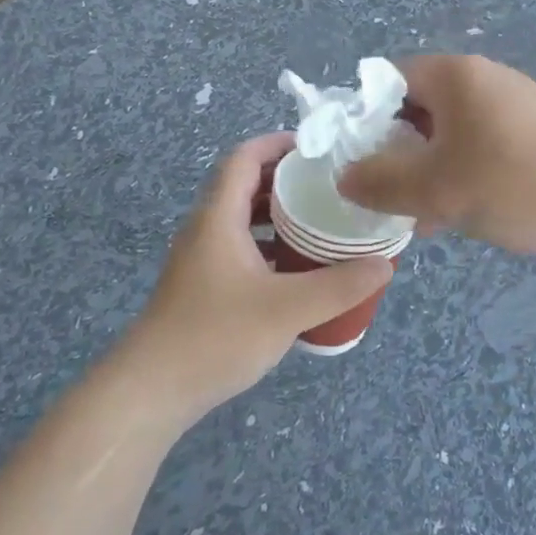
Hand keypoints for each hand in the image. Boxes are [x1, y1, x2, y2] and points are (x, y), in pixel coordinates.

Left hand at [111, 134, 392, 429]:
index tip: (318, 149)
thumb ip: (338, 286)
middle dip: (286, 179)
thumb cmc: (216, 336)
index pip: (244, 158)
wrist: (151, 390)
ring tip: (320, 223)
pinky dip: (269, 246)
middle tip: (330, 186)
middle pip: (245, 185)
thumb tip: (383, 264)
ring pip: (242, 220)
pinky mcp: (203, 286)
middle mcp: (206, 229)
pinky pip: (240, 248)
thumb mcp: (287, 310)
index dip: (277, 144)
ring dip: (278, 215)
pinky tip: (296, 270)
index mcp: (218, 217)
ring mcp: (201, 259)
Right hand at [339, 55, 535, 260]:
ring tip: (419, 214)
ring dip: (427, 170)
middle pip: (416, 107)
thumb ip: (381, 183)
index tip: (356, 161)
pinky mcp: (533, 134)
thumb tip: (344, 176)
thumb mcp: (438, 190)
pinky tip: (459, 215)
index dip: (363, 118)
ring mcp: (512, 106)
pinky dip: (460, 174)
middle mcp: (482, 80)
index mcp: (455, 76)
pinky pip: (478, 147)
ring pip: (447, 133)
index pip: (387, 80)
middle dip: (395, 152)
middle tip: (385, 193)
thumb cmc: (519, 185)